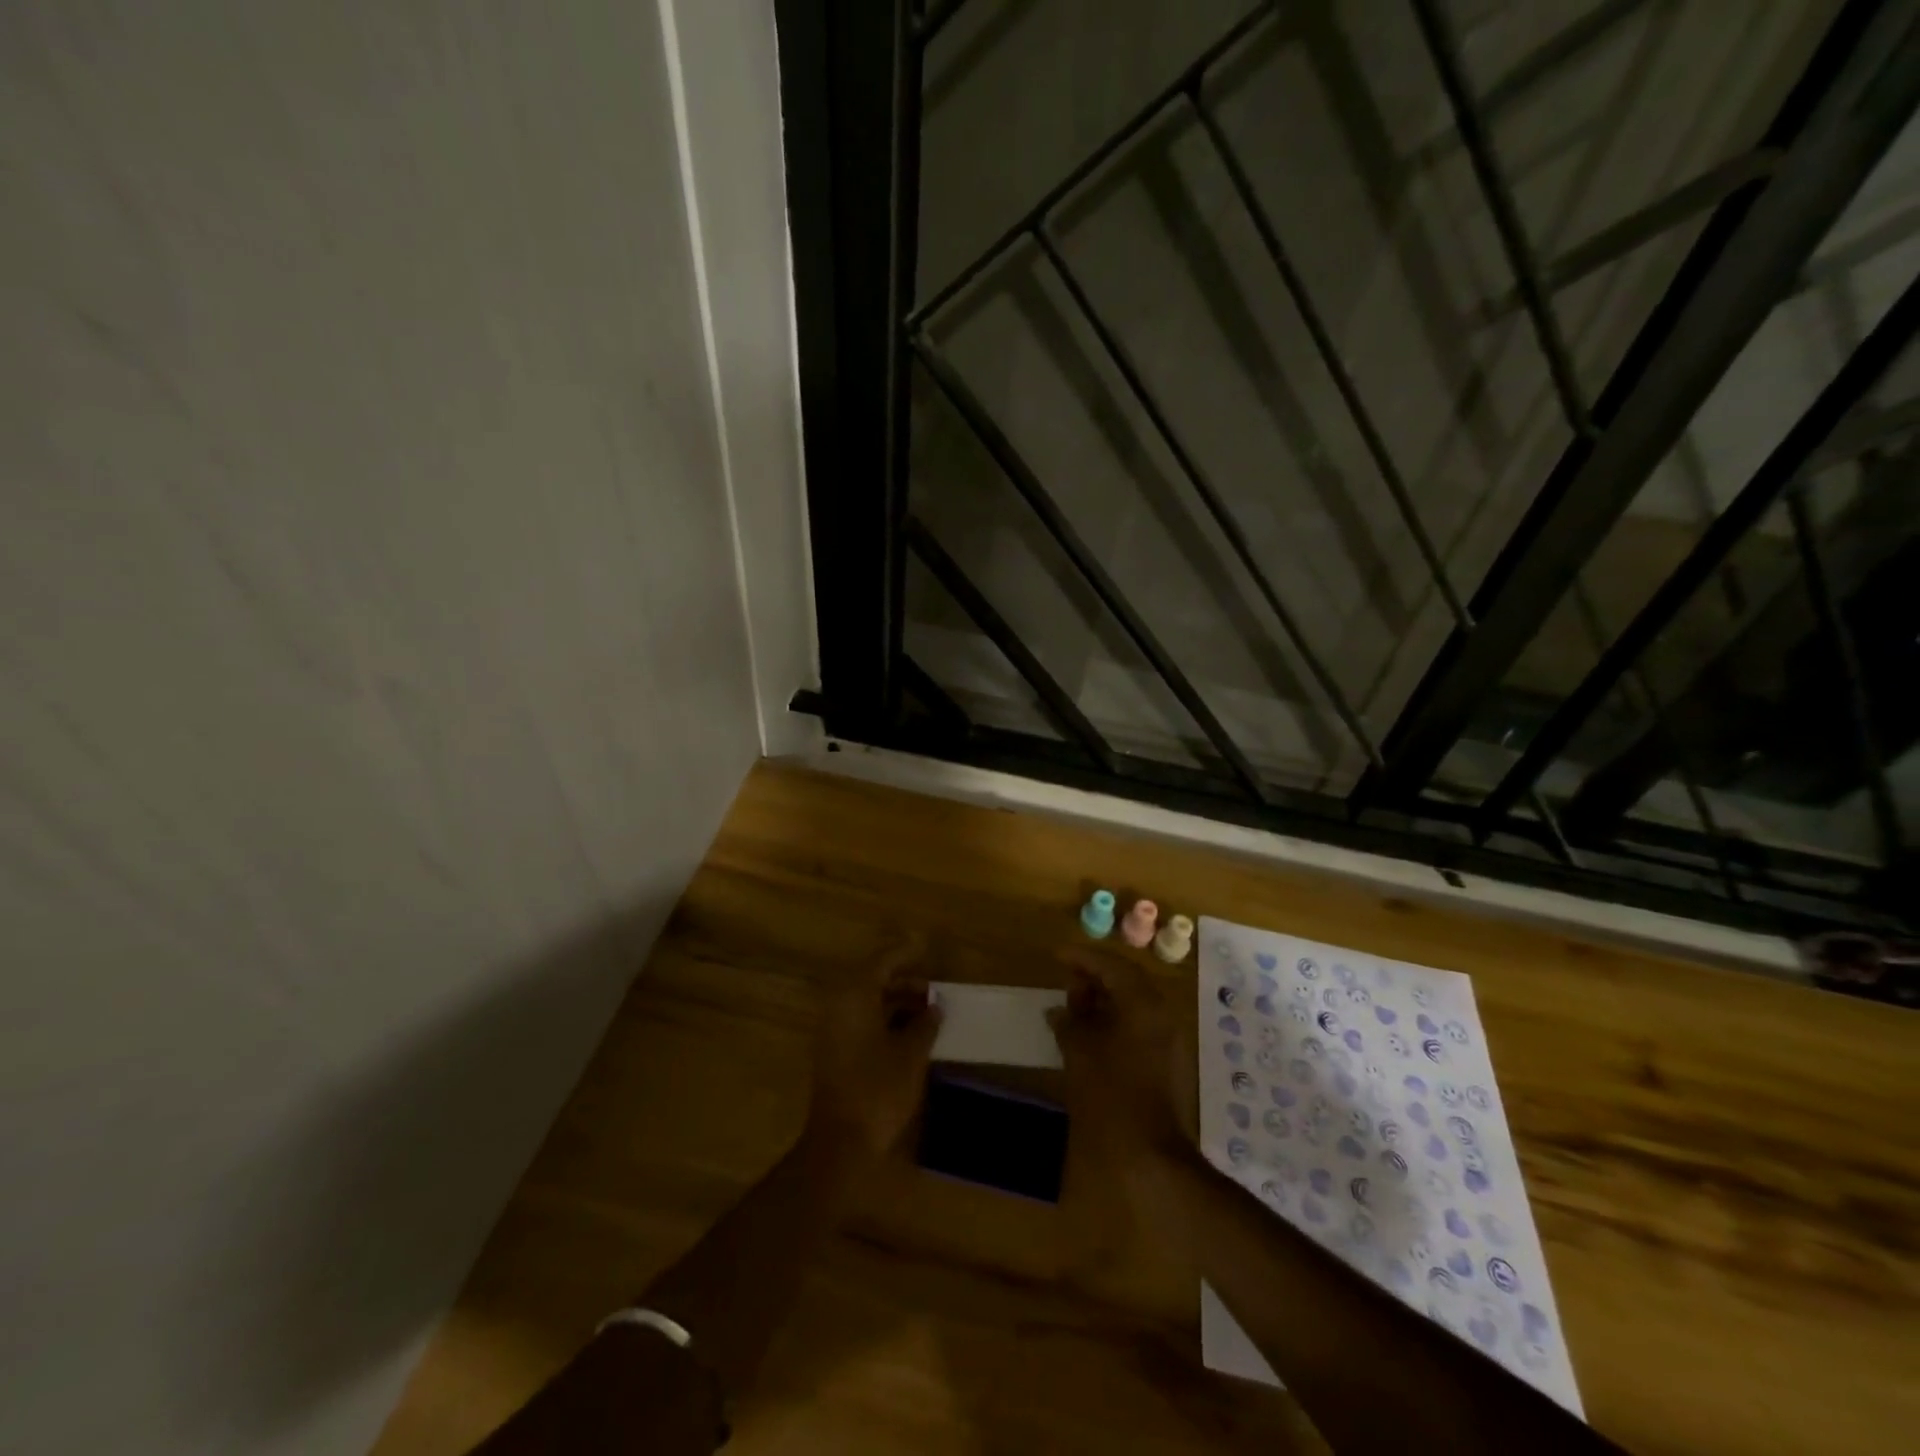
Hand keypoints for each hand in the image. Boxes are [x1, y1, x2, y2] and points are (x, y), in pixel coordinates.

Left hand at [808, 939, 943, 1159]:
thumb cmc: (878, 1089)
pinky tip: (910, 1031)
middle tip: (933, 987)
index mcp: (855, 997)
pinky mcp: (834, 1051)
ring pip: (867, 1001)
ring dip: (896, 1001)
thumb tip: (934, 1007)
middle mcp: (839, 1005)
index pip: (882, 961)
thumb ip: (925, 1024)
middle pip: (872, 979)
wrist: (840, 1142)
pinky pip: (861, 1020)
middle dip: (903, 980)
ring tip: (928, 1009)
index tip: (926, 946)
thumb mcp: (911, 1054)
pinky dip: (885, 1018)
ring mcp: (833, 1029)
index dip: (905, 952)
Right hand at [1047, 950, 1193, 1172]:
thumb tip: (1060, 1011)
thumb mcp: (1080, 1052)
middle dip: (1094, 978)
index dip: (1083, 958)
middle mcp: (1161, 1014)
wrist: (1151, 1155)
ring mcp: (1169, 1040)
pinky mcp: (1167, 1063)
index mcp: (1143, 1004)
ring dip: (1104, 1001)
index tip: (1057, 955)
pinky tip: (1091, 1035)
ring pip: (1134, 1005)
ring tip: (1073, 1007)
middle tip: (1065, 981)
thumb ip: (1069, 1022)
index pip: (1112, 965)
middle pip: (1127, 981)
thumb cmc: (1111, 1096)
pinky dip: (1115, 1021)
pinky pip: (1139, 1026)